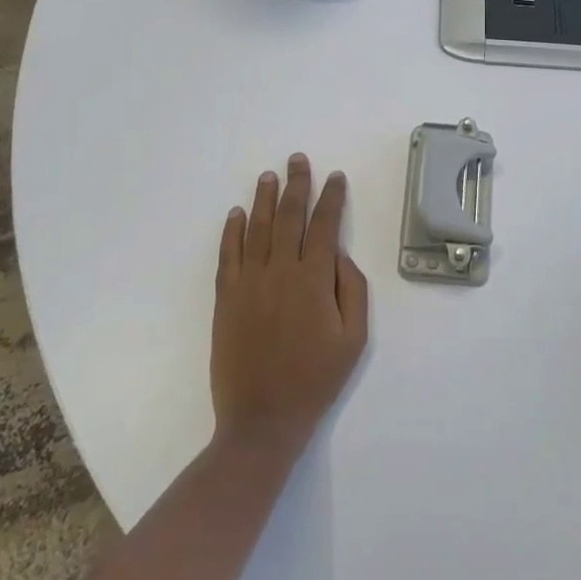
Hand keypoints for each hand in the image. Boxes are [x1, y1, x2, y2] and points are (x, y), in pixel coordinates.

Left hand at [212, 155, 369, 457]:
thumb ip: (353, 290)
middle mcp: (280, 272)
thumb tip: (340, 256)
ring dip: (263, 199)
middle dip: (296, 185)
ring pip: (256, 229)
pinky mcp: (225, 299)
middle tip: (297, 159)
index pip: (324, 226)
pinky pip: (228, 255)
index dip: (331, 198)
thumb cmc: (316, 379)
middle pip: (288, 217)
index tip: (335, 177)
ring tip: (269, 175)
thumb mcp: (354, 339)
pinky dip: (231, 231)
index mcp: (314, 280)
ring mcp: (248, 284)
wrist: (262, 419)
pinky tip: (236, 214)